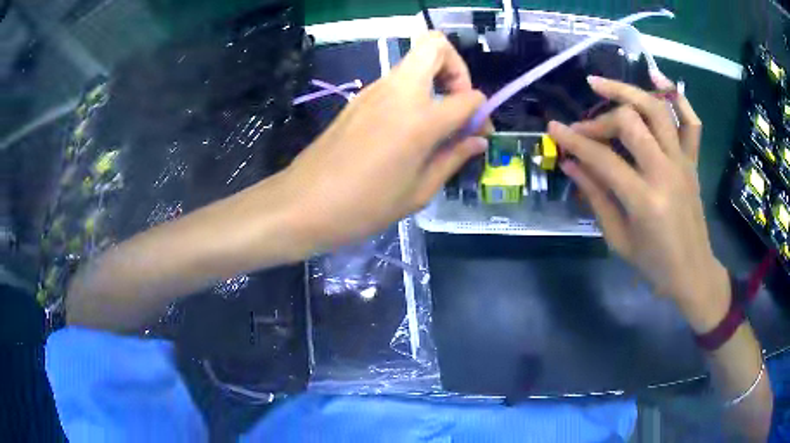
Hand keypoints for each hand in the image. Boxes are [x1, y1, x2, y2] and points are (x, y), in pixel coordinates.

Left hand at [282, 32, 488, 249]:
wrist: (303, 203)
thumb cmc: (363, 206)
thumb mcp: (418, 192)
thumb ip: (452, 158)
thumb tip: (477, 140)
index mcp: (420, 119)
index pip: (468, 95)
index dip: (481, 112)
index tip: (476, 134)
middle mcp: (398, 92)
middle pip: (435, 45)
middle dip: (457, 69)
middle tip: (456, 105)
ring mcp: (374, 90)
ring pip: (415, 61)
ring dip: (435, 80)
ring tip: (435, 123)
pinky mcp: (359, 98)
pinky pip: (397, 80)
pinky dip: (414, 92)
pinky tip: (408, 128)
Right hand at [548, 74, 728, 332]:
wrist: (692, 272)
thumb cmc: (653, 264)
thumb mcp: (618, 238)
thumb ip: (596, 197)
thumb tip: (571, 164)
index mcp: (644, 201)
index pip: (603, 158)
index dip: (574, 140)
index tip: (553, 128)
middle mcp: (666, 172)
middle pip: (630, 122)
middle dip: (600, 120)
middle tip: (584, 126)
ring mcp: (683, 163)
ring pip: (657, 110)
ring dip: (628, 91)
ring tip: (602, 84)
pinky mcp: (693, 161)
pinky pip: (691, 122)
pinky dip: (677, 97)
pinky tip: (658, 79)